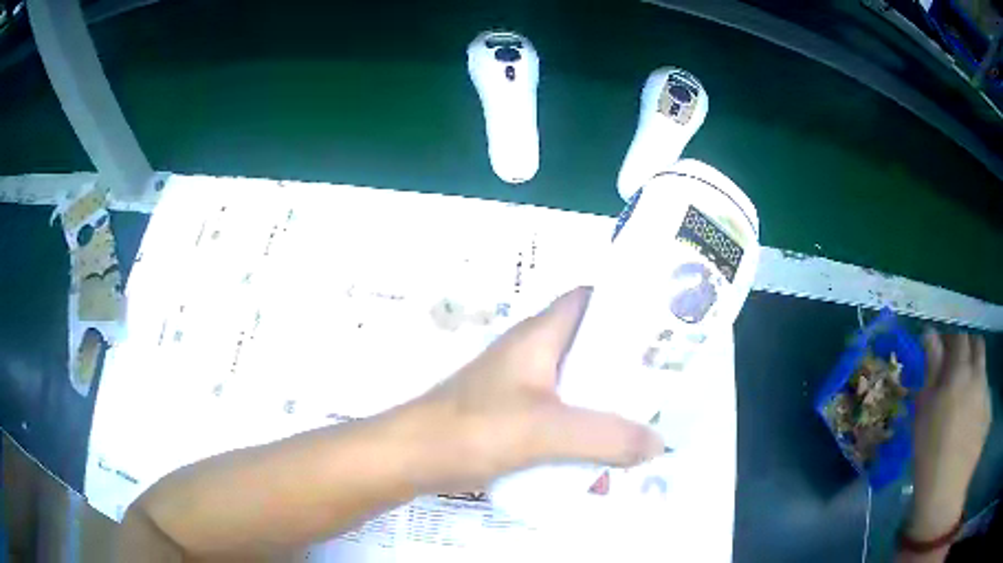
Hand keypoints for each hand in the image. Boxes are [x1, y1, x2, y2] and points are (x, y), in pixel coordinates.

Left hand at [409, 287, 663, 492]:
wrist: (410, 458)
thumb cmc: (473, 430)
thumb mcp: (546, 431)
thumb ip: (606, 437)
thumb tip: (659, 443)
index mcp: (540, 337)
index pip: (589, 299)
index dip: (625, 304)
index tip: (663, 326)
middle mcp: (532, 355)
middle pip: (590, 348)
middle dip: (627, 366)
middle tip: (666, 385)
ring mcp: (521, 388)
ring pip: (577, 388)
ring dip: (607, 407)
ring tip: (645, 427)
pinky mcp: (512, 418)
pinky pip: (560, 419)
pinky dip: (583, 434)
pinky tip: (602, 462)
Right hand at [909, 331, 991, 538]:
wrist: (945, 491)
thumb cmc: (929, 450)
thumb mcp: (924, 409)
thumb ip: (932, 367)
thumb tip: (930, 334)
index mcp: (961, 371)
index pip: (959, 338)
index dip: (951, 340)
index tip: (942, 352)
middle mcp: (978, 375)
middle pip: (978, 346)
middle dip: (968, 351)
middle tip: (955, 372)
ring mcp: (986, 395)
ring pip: (983, 371)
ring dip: (974, 376)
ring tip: (962, 403)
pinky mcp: (989, 414)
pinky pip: (985, 396)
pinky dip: (978, 400)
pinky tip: (968, 425)